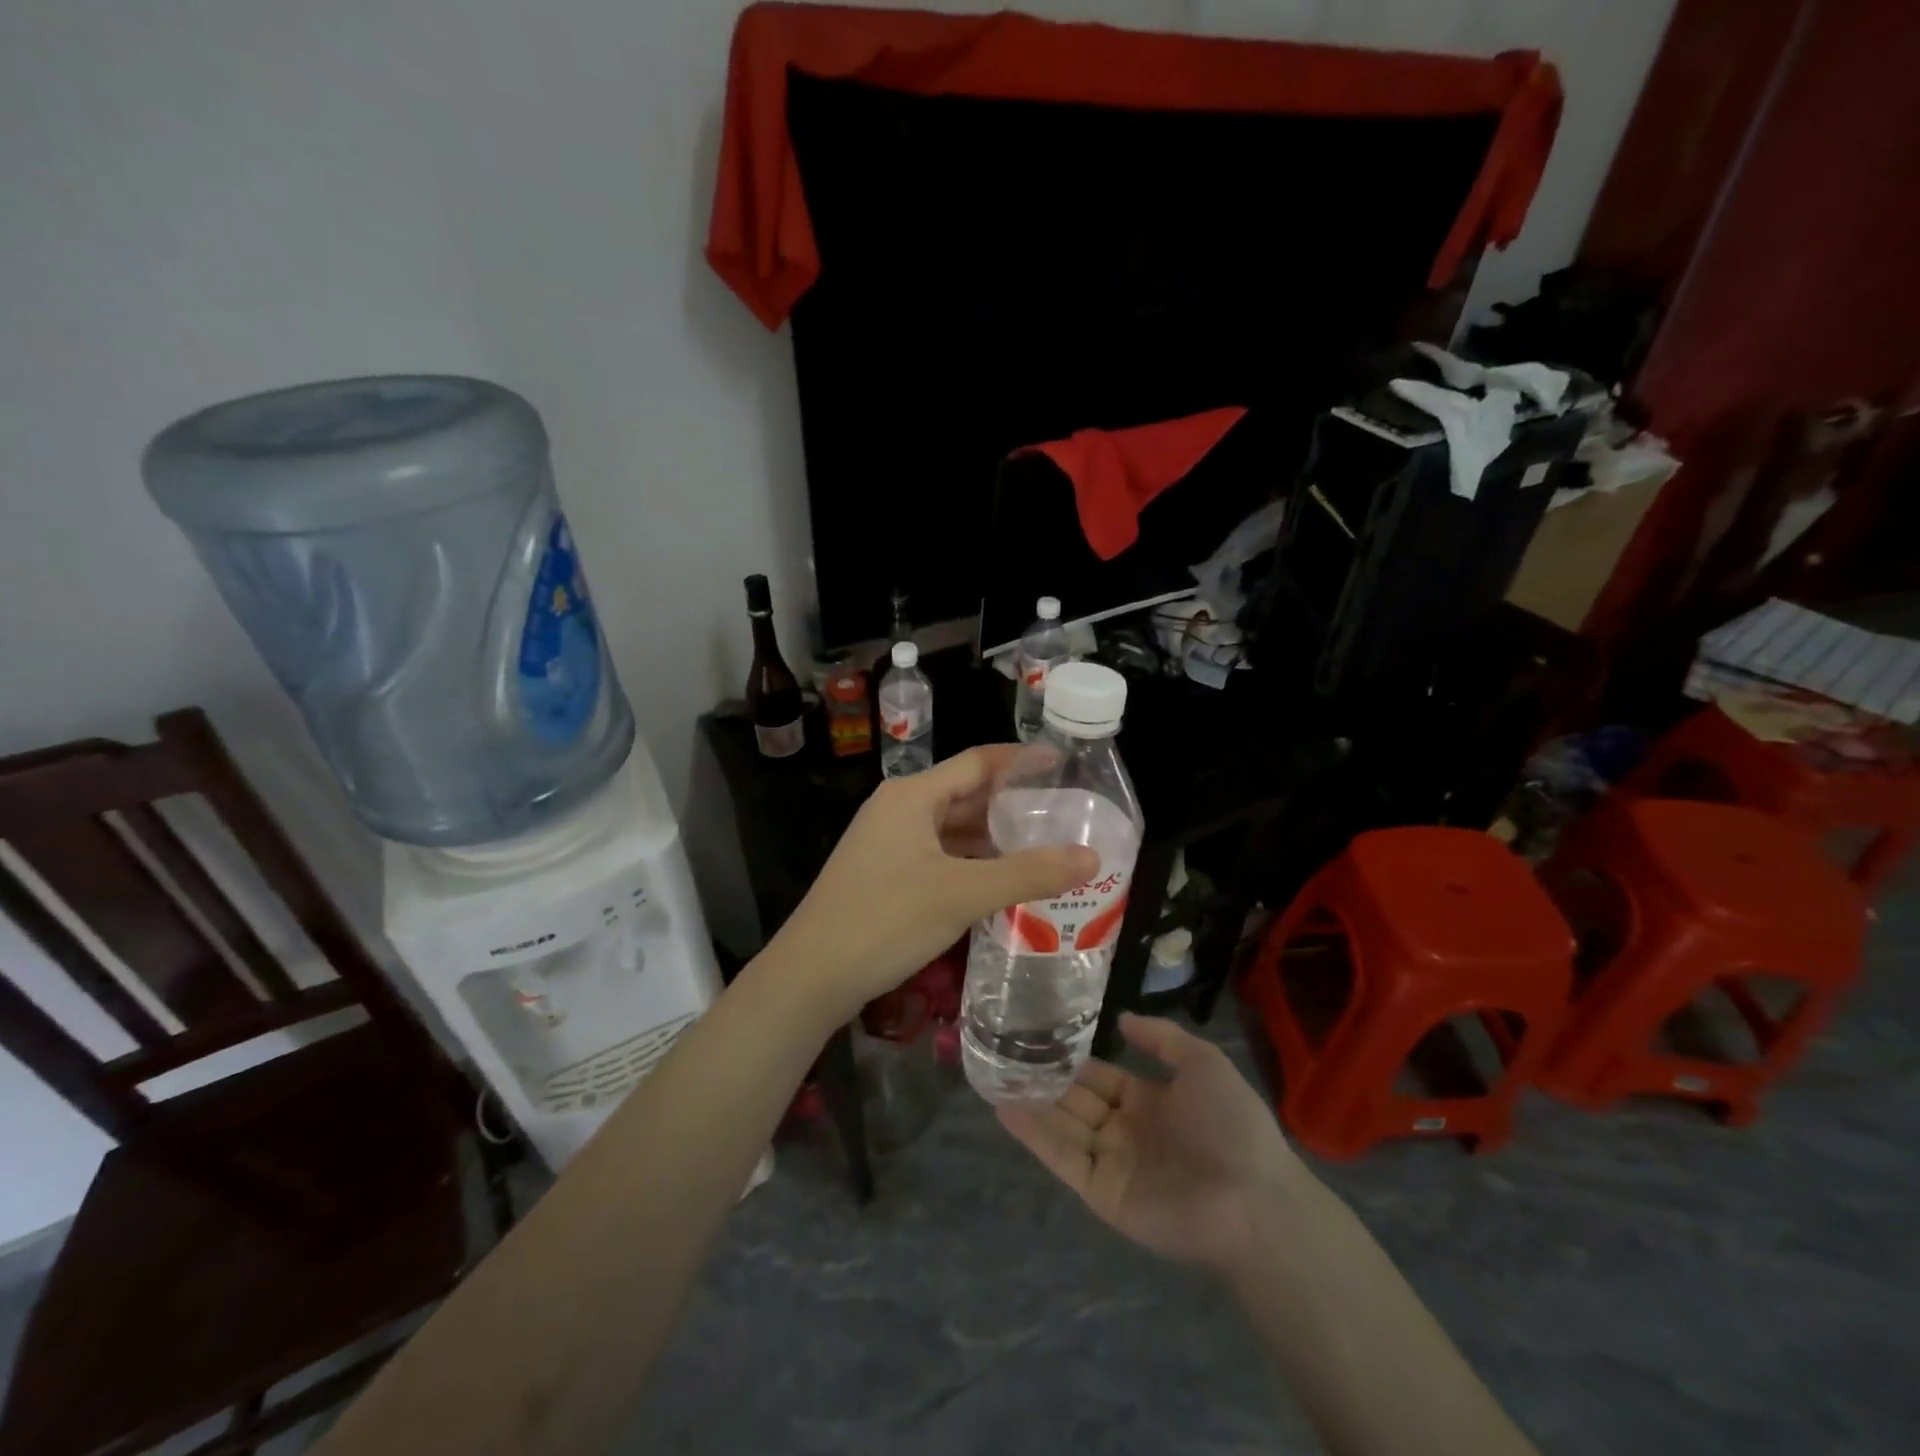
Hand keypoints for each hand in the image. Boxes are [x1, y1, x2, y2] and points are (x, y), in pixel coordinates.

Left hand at [765, 746, 1097, 1023]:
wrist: (810, 976)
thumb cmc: (886, 920)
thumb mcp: (962, 894)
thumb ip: (1028, 873)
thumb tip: (1091, 857)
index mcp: (912, 796)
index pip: (977, 762)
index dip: (1021, 761)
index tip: (1064, 764)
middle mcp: (898, 809)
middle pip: (964, 795)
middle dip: (1012, 805)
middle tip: (1063, 815)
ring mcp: (886, 843)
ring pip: (950, 830)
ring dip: (992, 838)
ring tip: (1042, 849)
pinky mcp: (883, 874)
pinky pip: (937, 856)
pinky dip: (970, 863)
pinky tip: (999, 882)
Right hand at [999, 1015, 1313, 1272]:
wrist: (1252, 1199)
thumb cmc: (1231, 1124)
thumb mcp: (1203, 1063)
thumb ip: (1161, 1038)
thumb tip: (1122, 1018)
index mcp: (1150, 1101)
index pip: (1101, 1077)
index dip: (1073, 1059)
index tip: (1038, 1036)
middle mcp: (1125, 1130)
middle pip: (1077, 1099)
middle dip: (1045, 1079)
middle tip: (1004, 1051)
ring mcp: (1111, 1162)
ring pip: (1063, 1125)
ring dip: (1031, 1102)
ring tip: (993, 1074)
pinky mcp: (1100, 1191)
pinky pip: (1063, 1157)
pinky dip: (1034, 1134)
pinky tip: (1005, 1107)